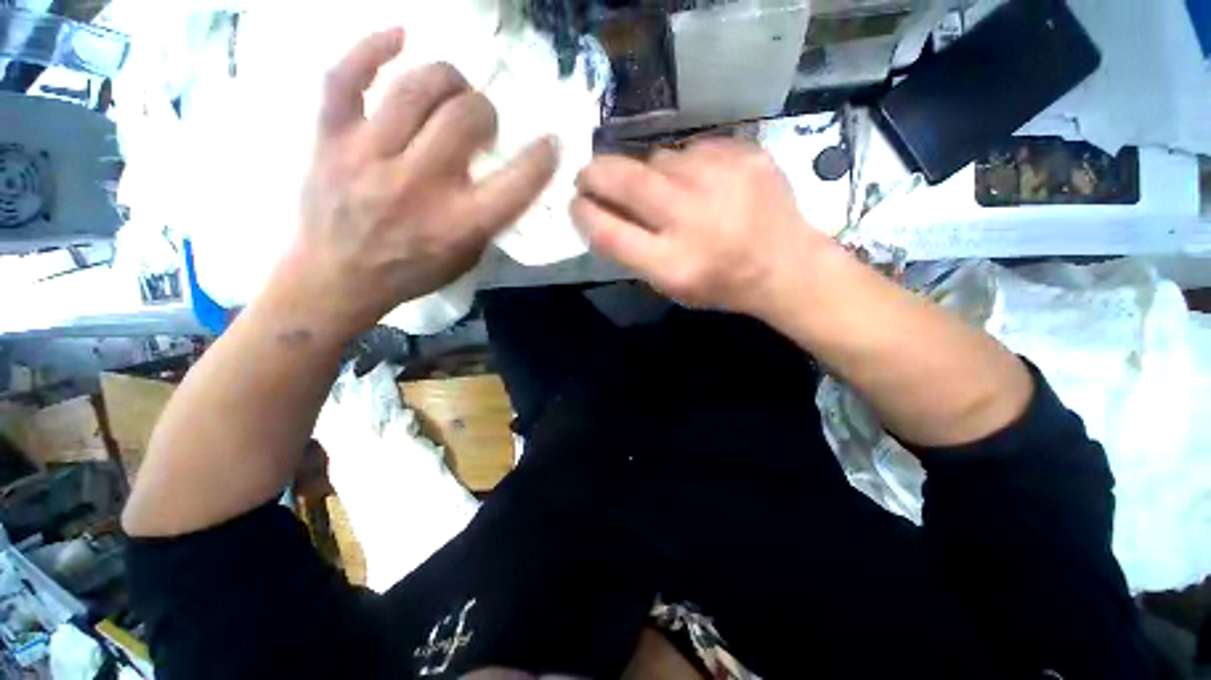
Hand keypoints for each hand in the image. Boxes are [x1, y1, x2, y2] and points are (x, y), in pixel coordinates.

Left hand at [275, 28, 558, 343]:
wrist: (337, 279)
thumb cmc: (412, 272)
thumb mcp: (467, 258)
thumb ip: (489, 218)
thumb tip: (505, 175)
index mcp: (459, 225)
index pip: (516, 183)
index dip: (541, 158)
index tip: (550, 143)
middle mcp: (419, 186)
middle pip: (465, 117)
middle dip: (485, 111)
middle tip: (481, 121)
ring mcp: (369, 157)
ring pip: (416, 88)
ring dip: (447, 80)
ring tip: (452, 90)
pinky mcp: (330, 138)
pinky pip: (344, 76)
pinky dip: (372, 48)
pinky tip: (400, 37)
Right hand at [571, 139, 835, 321]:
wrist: (784, 265)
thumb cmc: (719, 284)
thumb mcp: (669, 285)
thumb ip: (632, 252)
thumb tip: (599, 210)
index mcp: (673, 264)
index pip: (609, 231)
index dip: (584, 213)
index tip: (576, 203)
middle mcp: (693, 219)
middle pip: (627, 181)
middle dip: (596, 173)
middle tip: (588, 175)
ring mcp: (723, 180)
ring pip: (658, 158)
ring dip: (648, 173)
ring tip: (665, 191)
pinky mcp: (745, 154)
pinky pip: (693, 149)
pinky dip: (685, 165)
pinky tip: (701, 183)